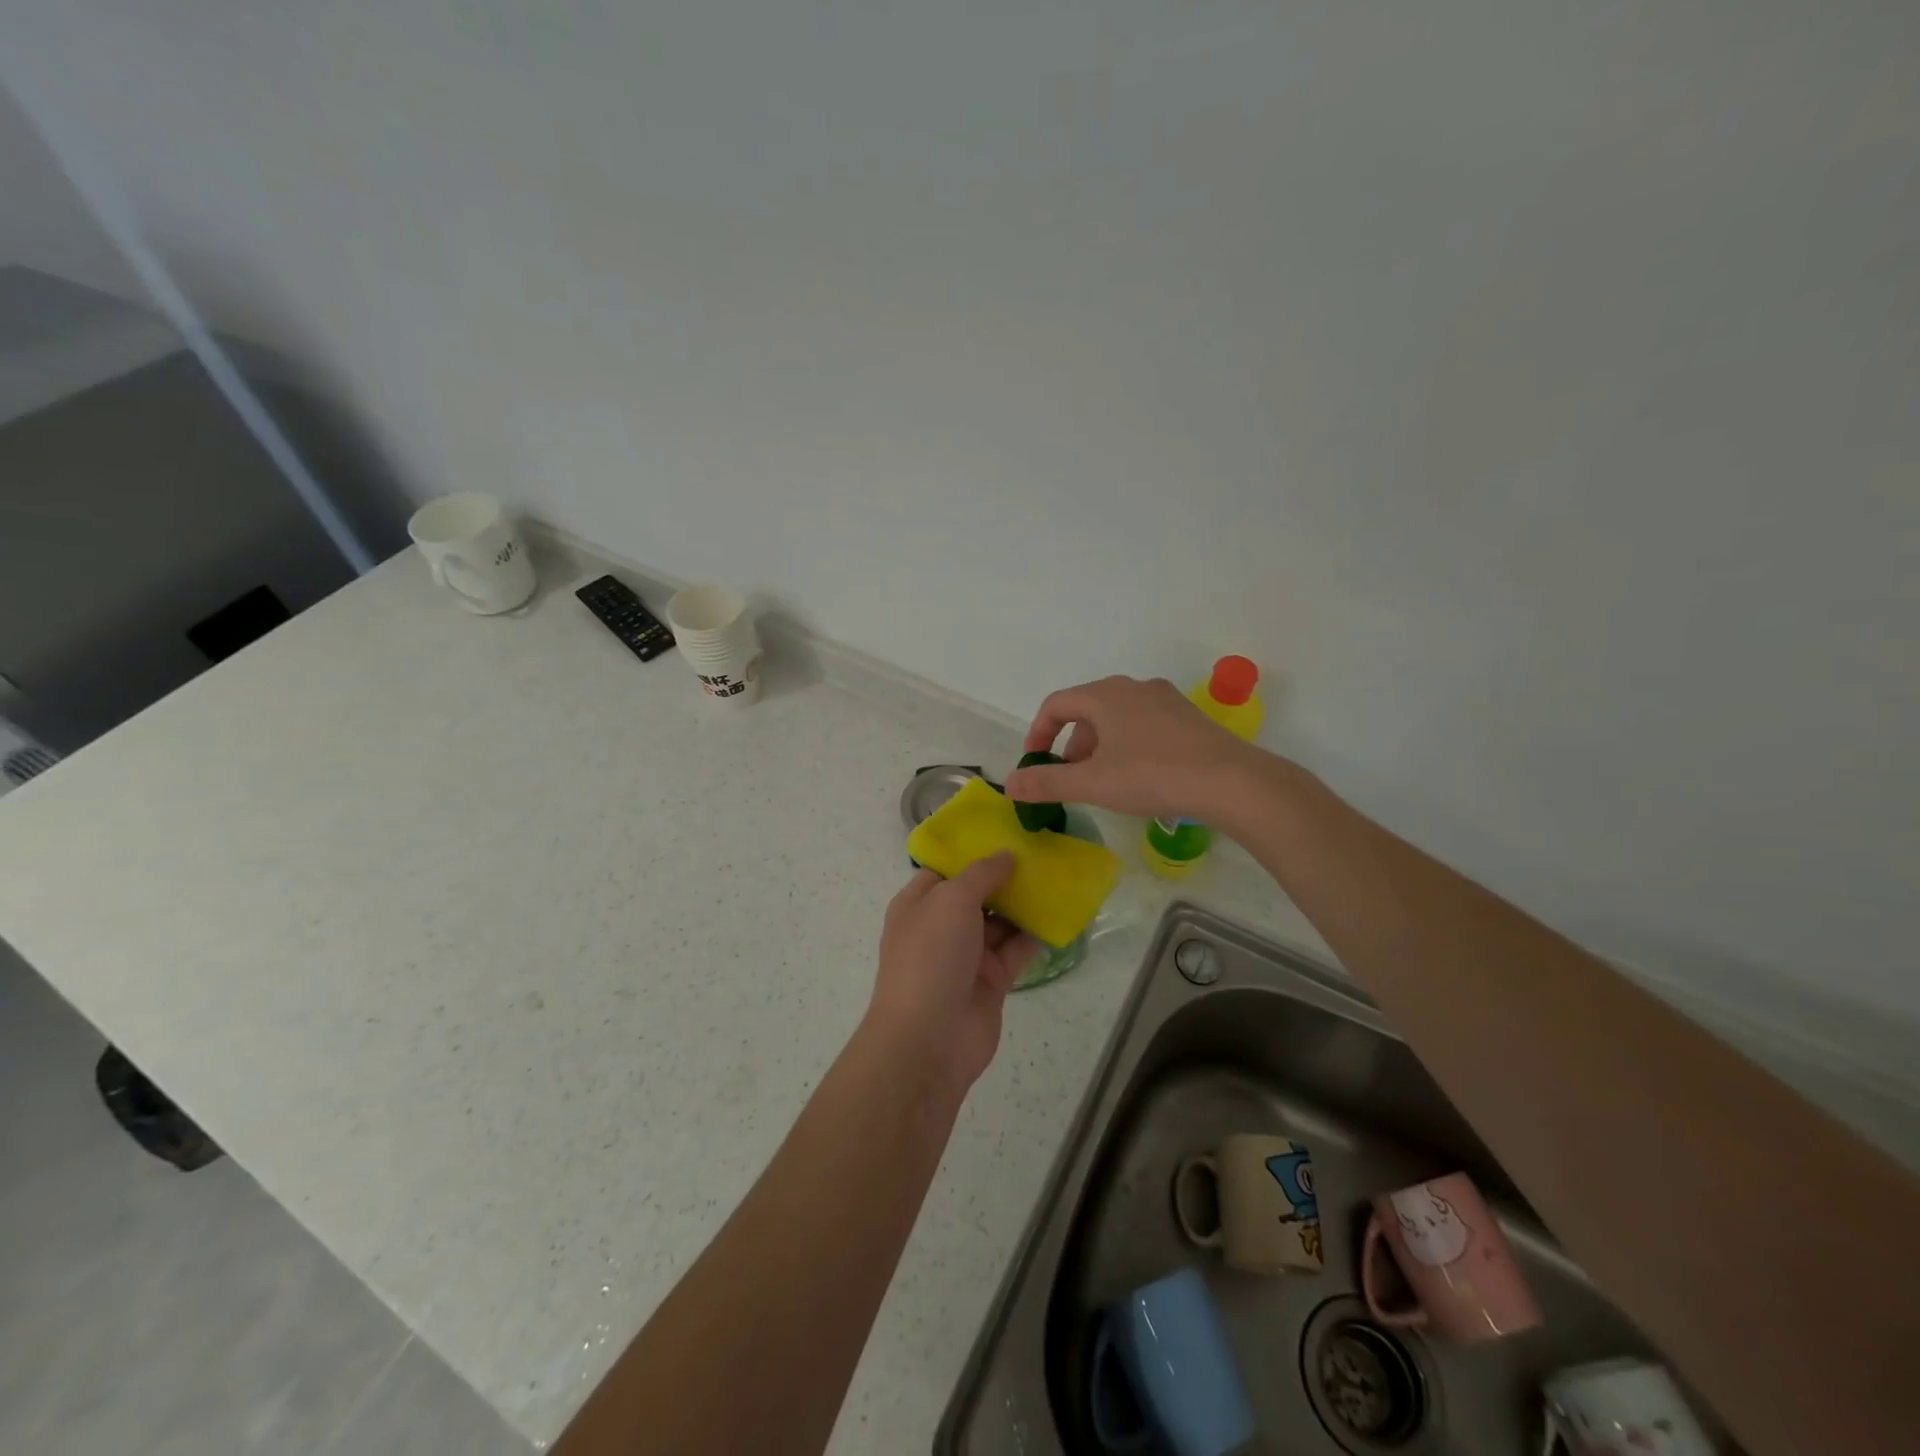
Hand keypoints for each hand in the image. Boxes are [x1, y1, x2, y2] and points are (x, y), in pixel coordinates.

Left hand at [866, 854, 1040, 1098]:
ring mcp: (966, 955)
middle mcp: (940, 926)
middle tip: (1043, 851)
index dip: (974, 852)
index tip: (1008, 833)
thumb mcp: (951, 899)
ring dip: (1024, 904)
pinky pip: (1016, 951)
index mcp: (919, 903)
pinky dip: (1035, 936)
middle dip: (1006, 876)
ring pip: (1000, 922)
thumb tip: (1006, 855)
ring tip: (1058, 877)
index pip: (946, 869)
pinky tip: (1060, 916)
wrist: (929, 1039)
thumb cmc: (931, 956)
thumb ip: (981, 874)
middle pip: (977, 894)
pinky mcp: (990, 981)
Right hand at [1002, 675, 1265, 822]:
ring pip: (1116, 717)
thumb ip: (1047, 782)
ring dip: (1099, 745)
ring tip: (1103, 780)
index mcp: (1105, 695)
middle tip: (1070, 777)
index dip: (1038, 733)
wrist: (1230, 781)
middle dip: (1071, 744)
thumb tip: (1010, 784)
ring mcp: (1165, 699)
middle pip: (1087, 710)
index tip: (1034, 762)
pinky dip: (1126, 745)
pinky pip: (1143, 724)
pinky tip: (1138, 775)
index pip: (1056, 704)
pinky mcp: (1187, 717)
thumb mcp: (1092, 783)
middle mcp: (1133, 687)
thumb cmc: (1152, 776)